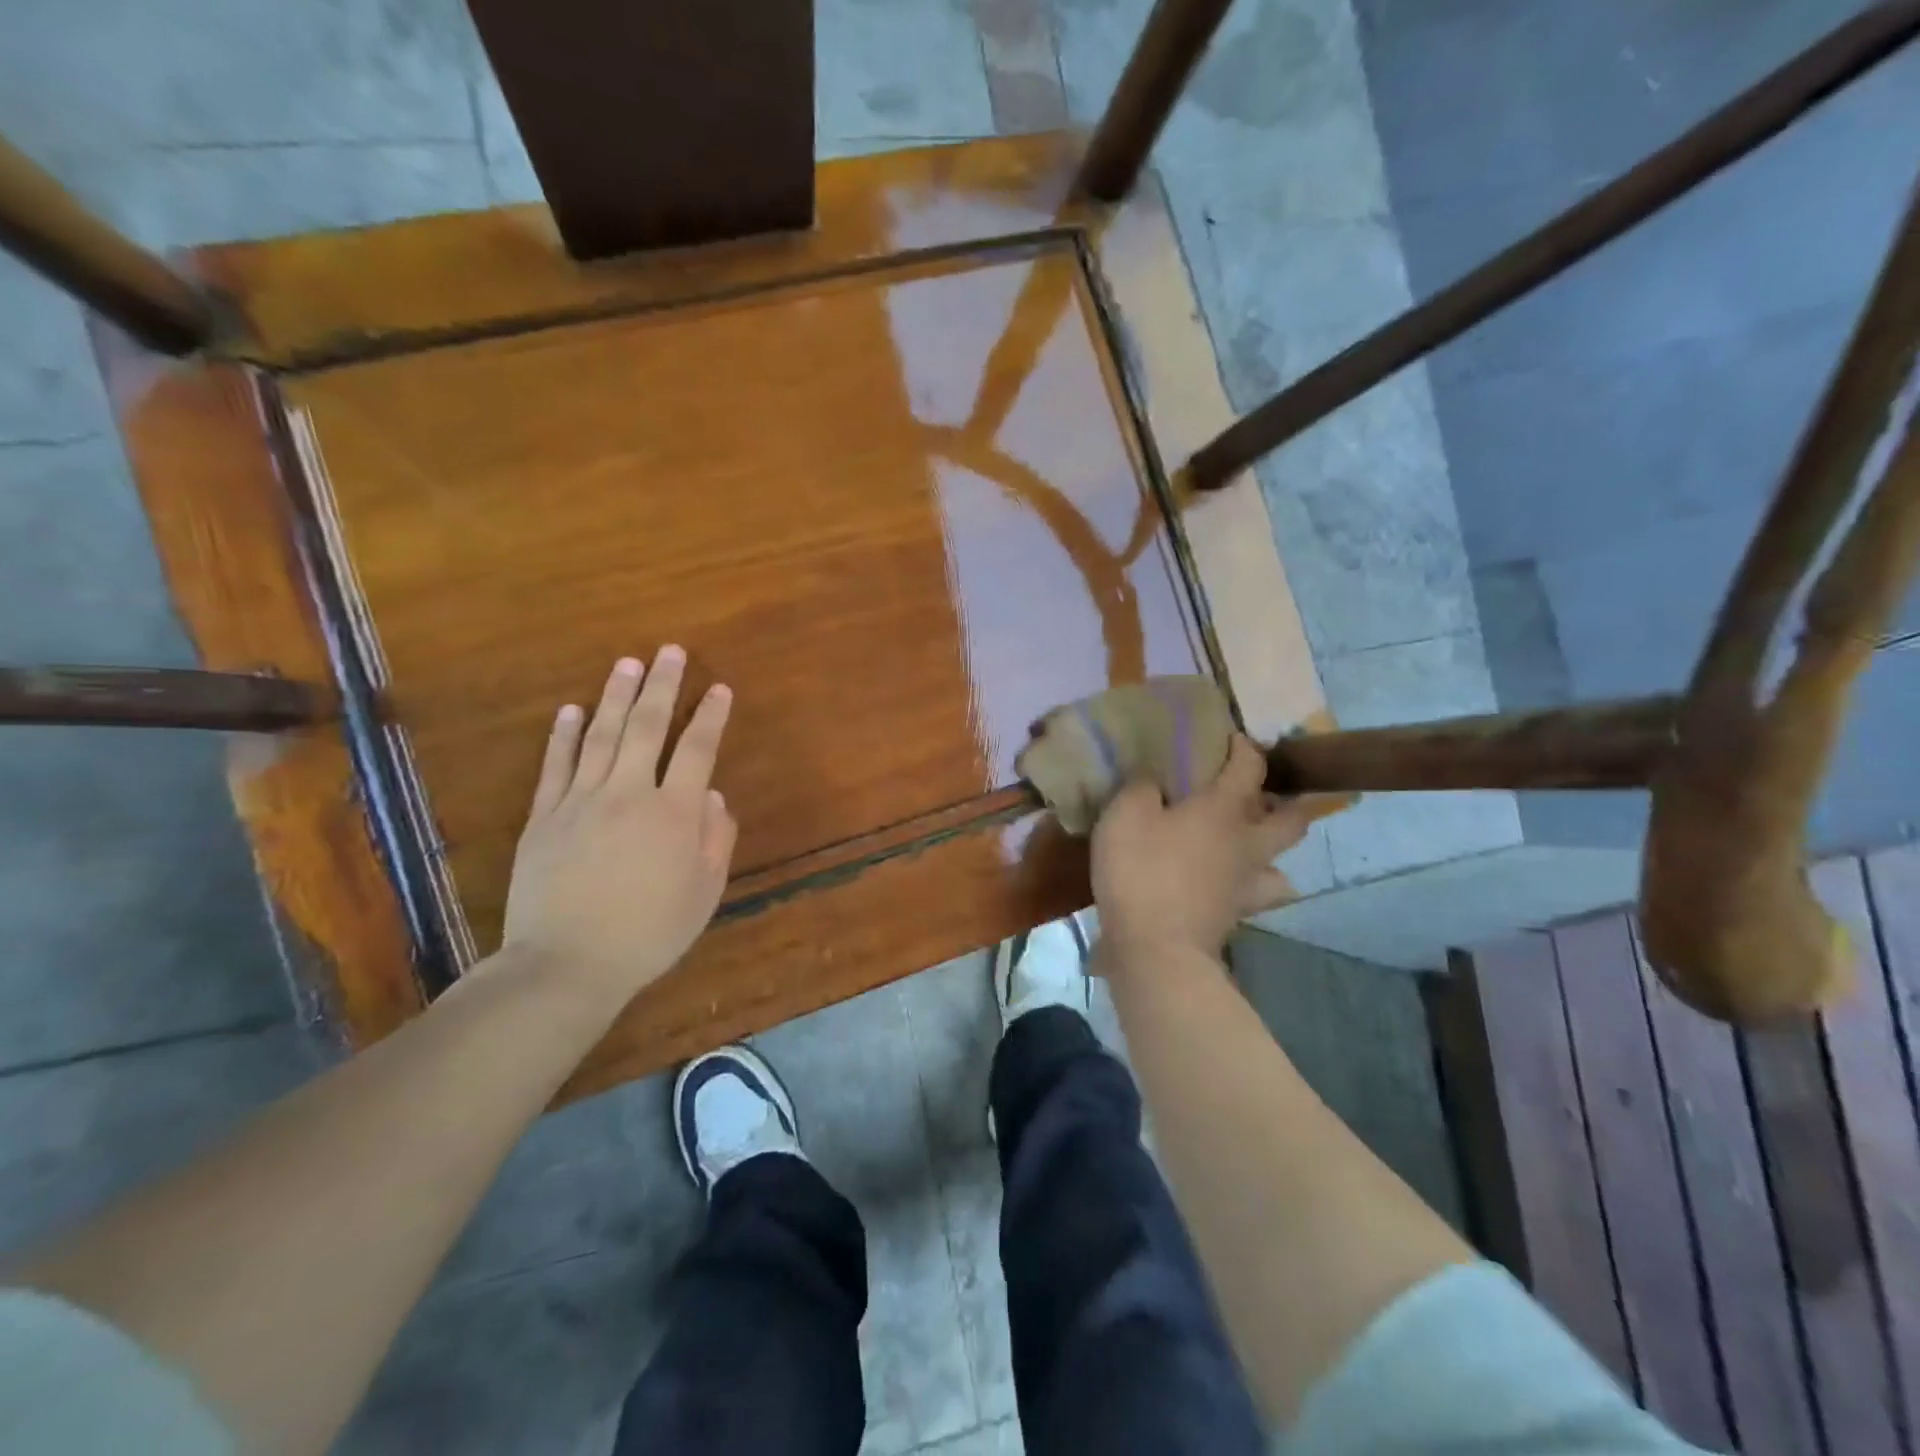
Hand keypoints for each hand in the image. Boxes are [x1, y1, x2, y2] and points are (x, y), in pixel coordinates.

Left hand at [501, 647, 737, 997]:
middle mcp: (628, 794)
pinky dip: (563, 735)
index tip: (721, 690)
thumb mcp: (704, 893)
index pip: (697, 750)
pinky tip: (570, 710)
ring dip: (616, 697)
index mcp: (674, 813)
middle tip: (670, 651)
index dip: (711, 717)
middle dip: (663, 686)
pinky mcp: (544, 817)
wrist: (566, 964)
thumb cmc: (648, 933)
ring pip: (601, 736)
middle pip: (648, 728)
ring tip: (627, 663)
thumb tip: (714, 795)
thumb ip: (716, 839)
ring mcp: (580, 801)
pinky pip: (555, 766)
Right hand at [1091, 734, 1315, 963]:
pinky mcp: (1238, 914)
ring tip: (1253, 841)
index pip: (1250, 767)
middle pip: (1292, 817)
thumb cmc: (1141, 870)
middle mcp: (1247, 842)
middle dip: (1287, 800)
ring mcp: (1248, 882)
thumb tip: (1153, 780)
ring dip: (1276, 847)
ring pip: (1283, 860)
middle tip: (1265, 793)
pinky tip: (1235, 883)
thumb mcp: (1125, 814)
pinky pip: (1260, 895)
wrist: (1155, 946)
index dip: (1245, 748)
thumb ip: (1141, 788)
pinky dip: (1254, 885)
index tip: (1234, 738)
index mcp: (1224, 809)